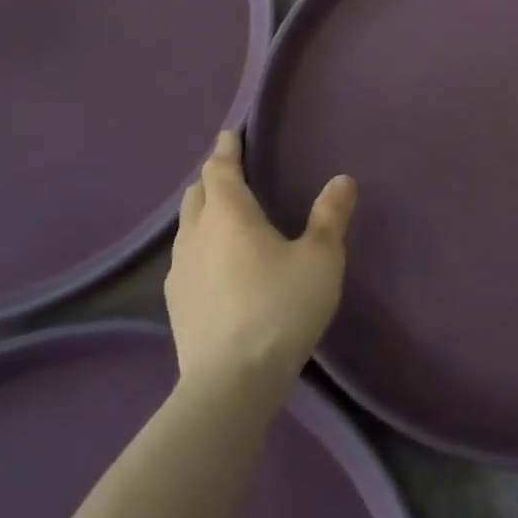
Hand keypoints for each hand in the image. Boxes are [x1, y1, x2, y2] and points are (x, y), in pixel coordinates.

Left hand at [165, 132, 355, 395]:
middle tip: (232, 172)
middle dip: (214, 178)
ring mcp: (179, 271)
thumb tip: (342, 179)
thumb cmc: (280, 308)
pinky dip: (199, 246)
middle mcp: (196, 234)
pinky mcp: (175, 304)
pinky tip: (213, 265)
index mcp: (229, 213)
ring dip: (203, 213)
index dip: (227, 149)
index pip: (221, 168)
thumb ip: (330, 216)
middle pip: (198, 194)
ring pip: (187, 226)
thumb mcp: (320, 259)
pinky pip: (185, 258)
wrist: (230, 384)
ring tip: (223, 215)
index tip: (230, 134)